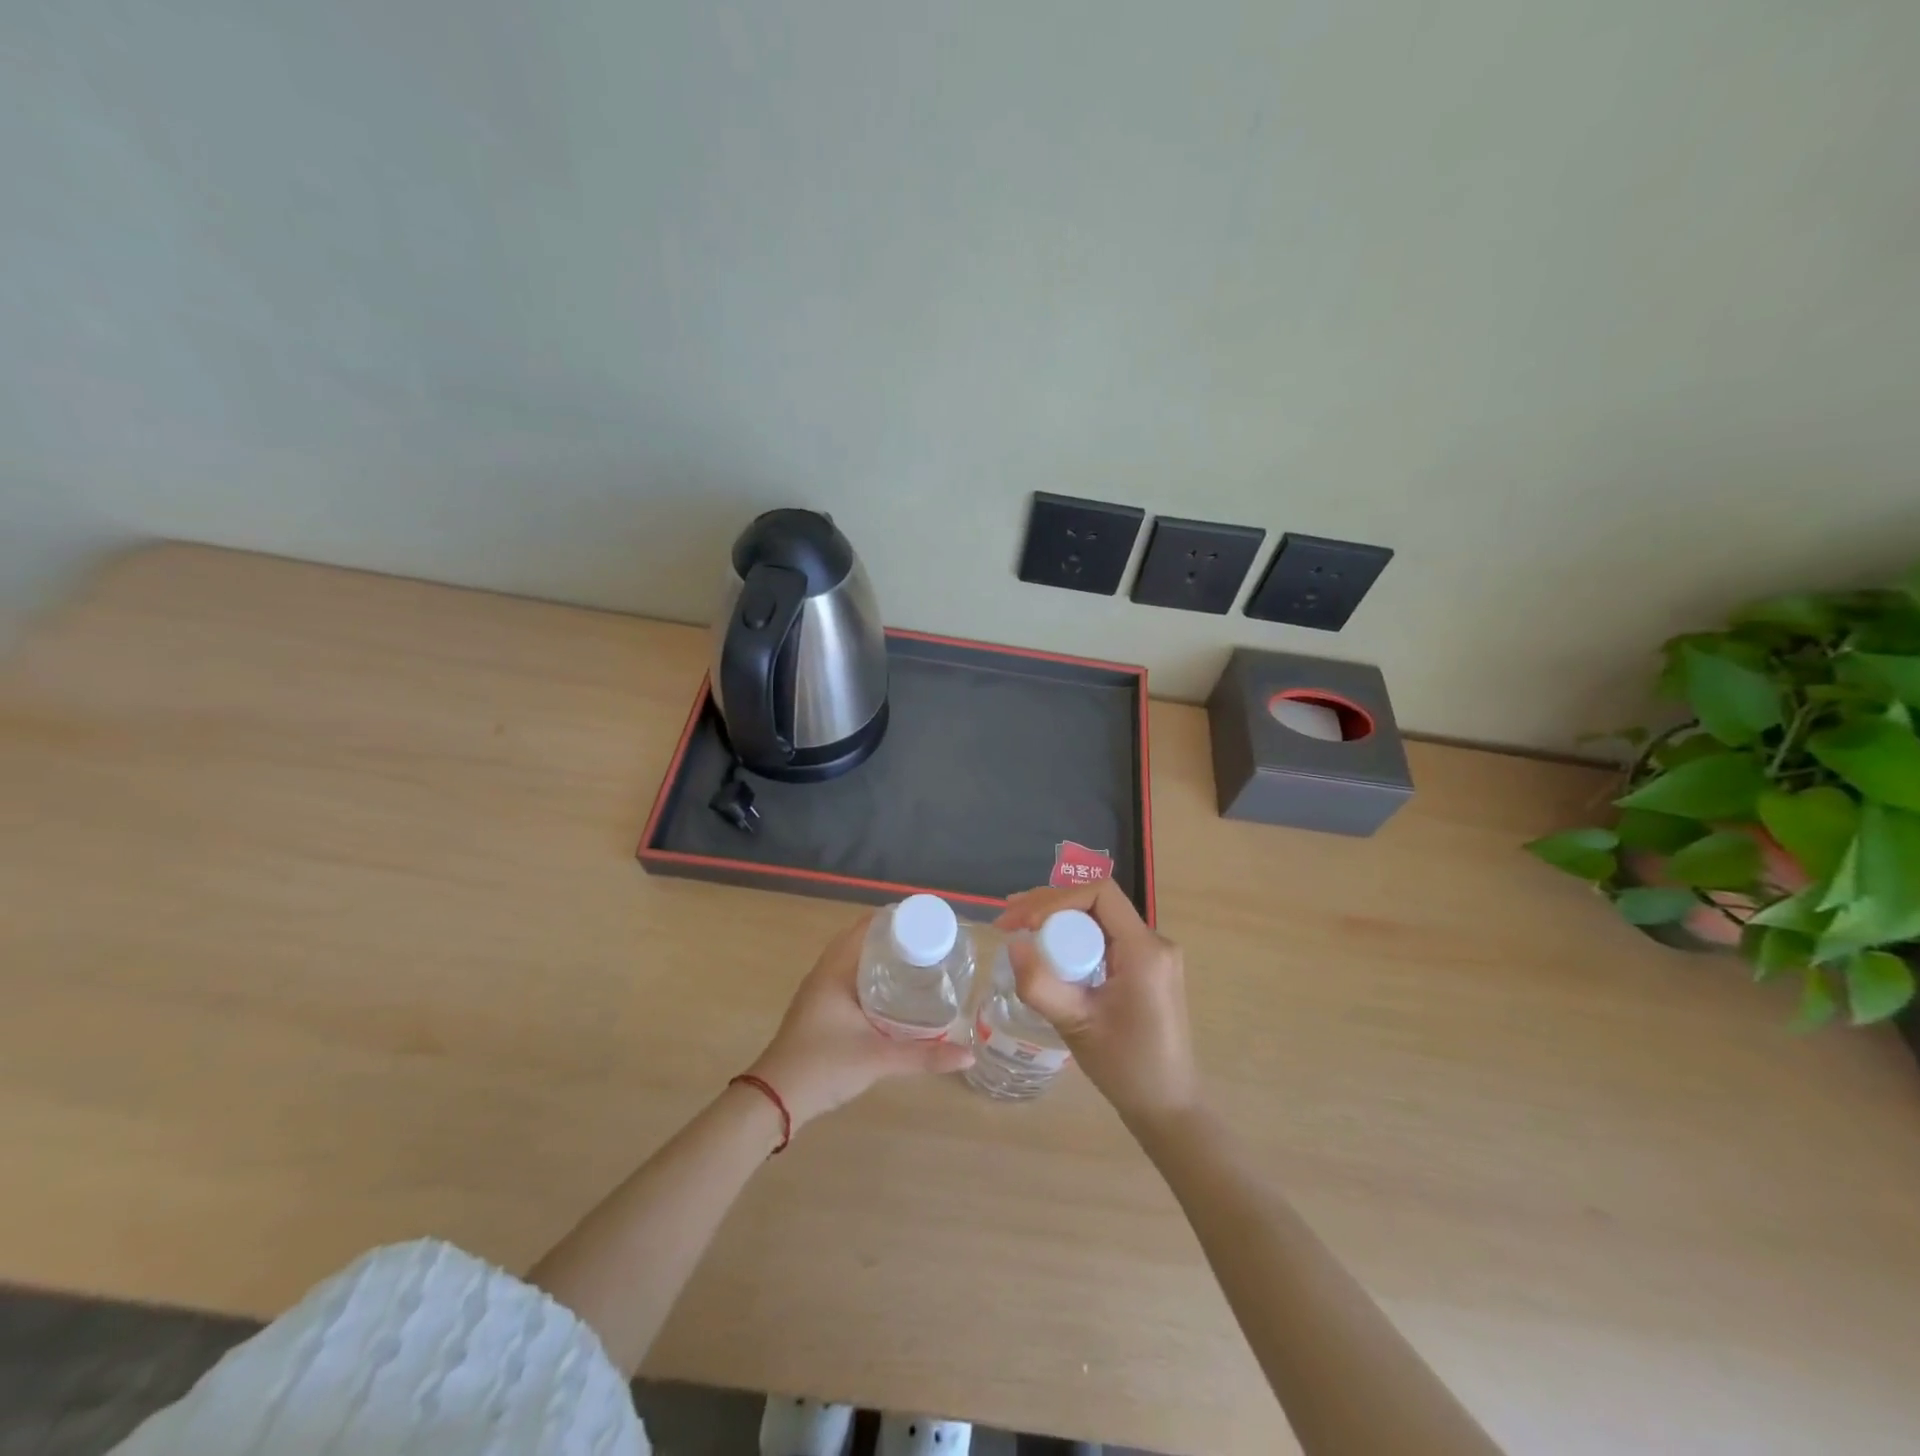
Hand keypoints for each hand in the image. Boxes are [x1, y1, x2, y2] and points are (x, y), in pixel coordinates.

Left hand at [747, 913, 972, 1130]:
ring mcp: (819, 991)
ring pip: (854, 960)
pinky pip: (849, 977)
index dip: (897, 919)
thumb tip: (968, 1056)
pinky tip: (892, 993)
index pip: (867, 927)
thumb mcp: (878, 1058)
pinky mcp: (818, 1009)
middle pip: (862, 940)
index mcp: (835, 970)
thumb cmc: (824, 1066)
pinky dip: (871, 975)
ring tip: (917, 963)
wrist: (774, 1100)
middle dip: (895, 939)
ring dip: (881, 957)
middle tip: (931, 945)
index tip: (929, 923)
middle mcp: (825, 972)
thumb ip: (924, 1056)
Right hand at [996, 880, 1200, 1127]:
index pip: (1100, 893)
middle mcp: (1154, 943)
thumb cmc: (1127, 1068)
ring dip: (1058, 919)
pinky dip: (1074, 937)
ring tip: (1019, 928)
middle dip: (1049, 905)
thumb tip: (1013, 945)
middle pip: (1097, 902)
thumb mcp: (1077, 1026)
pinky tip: (1047, 948)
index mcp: (1144, 950)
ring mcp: (1152, 956)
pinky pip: (1106, 938)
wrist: (1168, 1107)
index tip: (1023, 922)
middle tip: (1008, 920)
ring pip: (1099, 918)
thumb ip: (1041, 985)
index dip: (1056, 899)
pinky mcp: (1146, 969)